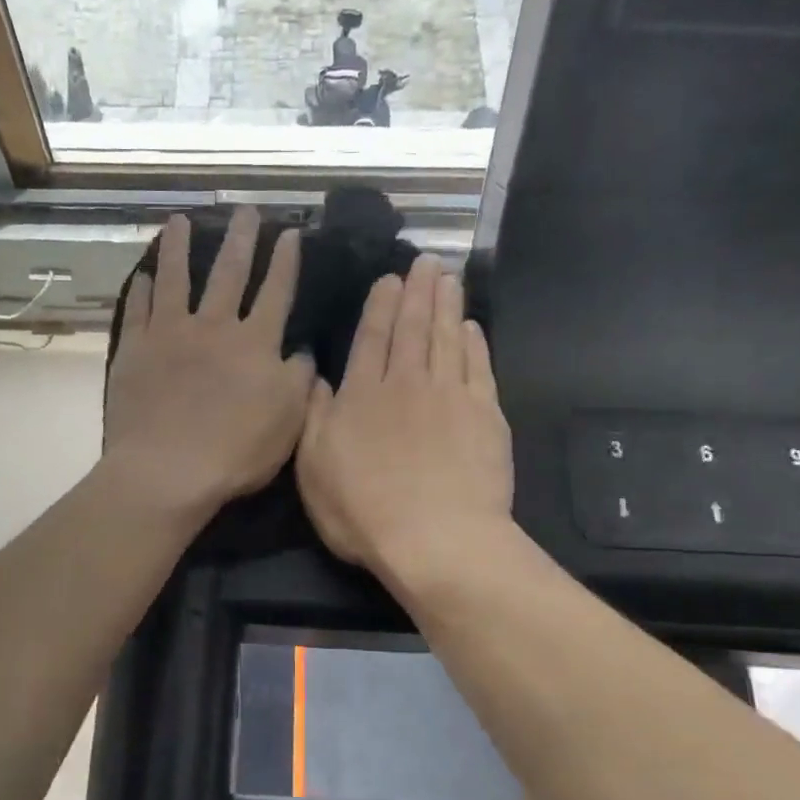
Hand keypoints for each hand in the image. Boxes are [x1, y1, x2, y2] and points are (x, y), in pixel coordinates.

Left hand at [104, 208, 316, 517]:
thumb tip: (302, 351)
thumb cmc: (236, 449)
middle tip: (245, 209)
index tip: (290, 233)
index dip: (285, 261)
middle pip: (230, 273)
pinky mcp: (135, 350)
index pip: (276, 292)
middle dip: (242, 239)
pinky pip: (138, 310)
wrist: (168, 469)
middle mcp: (213, 327)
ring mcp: (170, 334)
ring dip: (181, 248)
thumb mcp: (289, 419)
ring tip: (181, 220)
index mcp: (255, 342)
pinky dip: (142, 290)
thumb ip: (299, 379)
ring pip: (177, 279)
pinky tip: (143, 275)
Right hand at [296, 255, 512, 580]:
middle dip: (418, 291)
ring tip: (449, 277)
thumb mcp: (314, 469)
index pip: (372, 338)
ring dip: (448, 305)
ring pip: (448, 338)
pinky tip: (472, 327)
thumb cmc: (363, 511)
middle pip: (414, 328)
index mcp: (362, 396)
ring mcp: (450, 397)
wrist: (437, 538)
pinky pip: (479, 368)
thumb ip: (313, 418)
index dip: (381, 306)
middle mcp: (406, 384)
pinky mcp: (485, 415)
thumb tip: (318, 378)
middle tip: (426, 260)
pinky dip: (475, 343)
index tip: (390, 278)